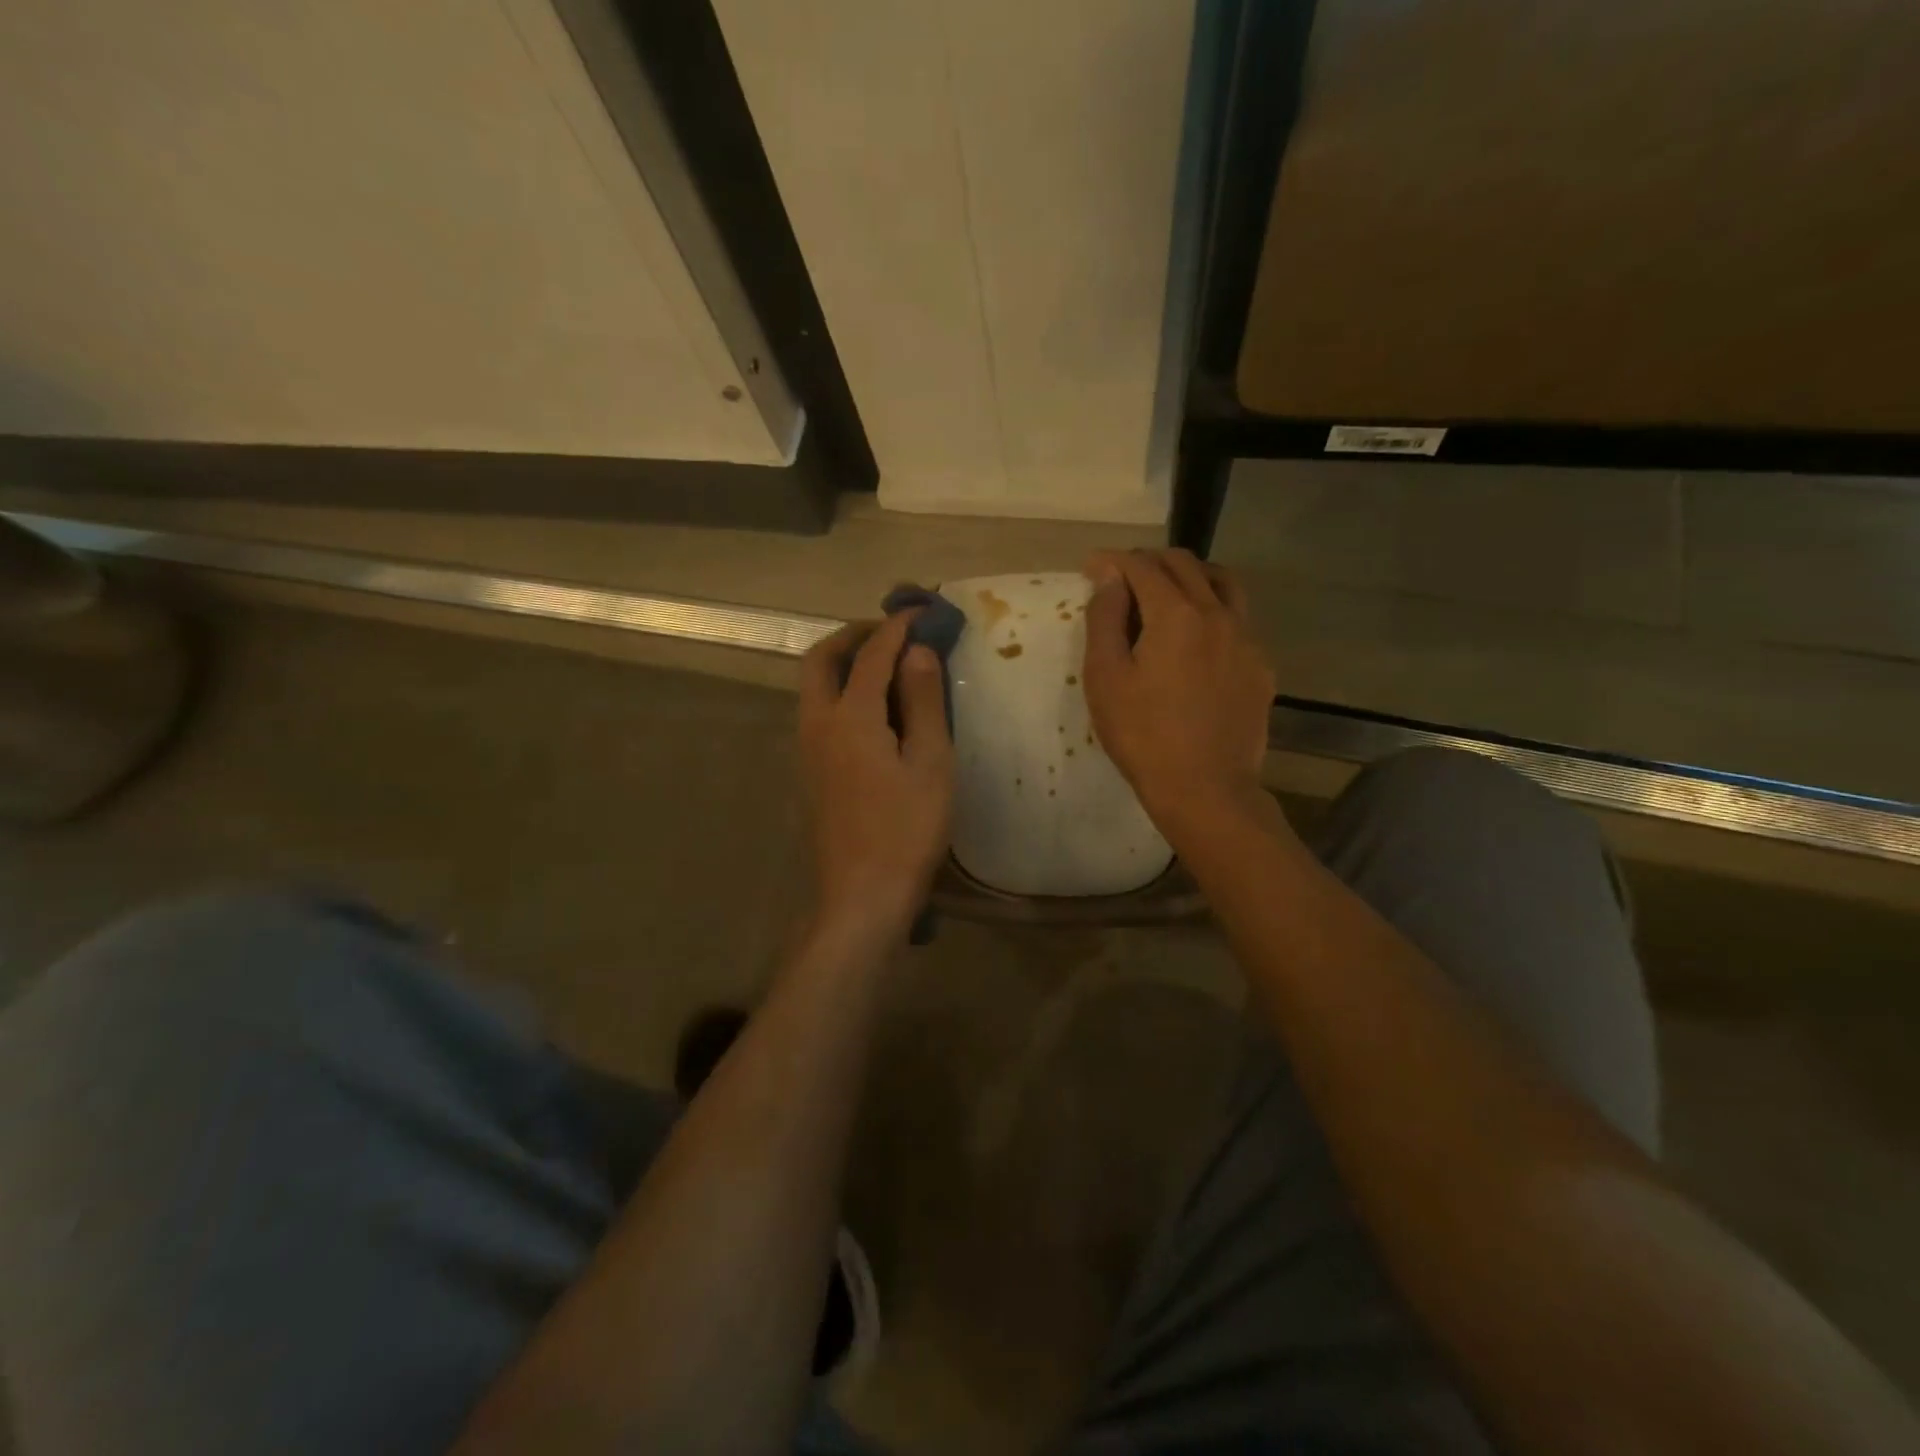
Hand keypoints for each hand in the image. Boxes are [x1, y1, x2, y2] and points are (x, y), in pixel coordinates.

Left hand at [797, 612, 954, 944]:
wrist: (861, 896)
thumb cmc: (906, 830)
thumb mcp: (930, 762)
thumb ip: (922, 701)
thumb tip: (917, 652)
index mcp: (850, 717)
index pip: (873, 654)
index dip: (898, 626)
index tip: (922, 609)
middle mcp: (818, 724)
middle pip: (821, 660)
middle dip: (854, 635)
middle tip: (890, 632)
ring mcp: (807, 750)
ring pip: (814, 687)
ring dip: (843, 663)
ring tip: (886, 666)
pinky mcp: (810, 773)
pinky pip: (818, 712)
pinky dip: (841, 691)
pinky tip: (874, 711)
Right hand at [1082, 549, 1275, 830]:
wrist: (1206, 789)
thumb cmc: (1143, 736)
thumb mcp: (1105, 678)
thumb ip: (1106, 619)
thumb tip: (1110, 578)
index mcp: (1176, 614)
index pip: (1143, 566)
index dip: (1113, 560)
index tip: (1092, 566)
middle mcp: (1218, 614)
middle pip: (1185, 565)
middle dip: (1149, 561)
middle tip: (1122, 577)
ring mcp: (1247, 639)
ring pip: (1222, 583)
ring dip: (1190, 576)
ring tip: (1166, 593)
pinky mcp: (1261, 666)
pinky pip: (1238, 619)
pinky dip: (1212, 611)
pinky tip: (1197, 639)